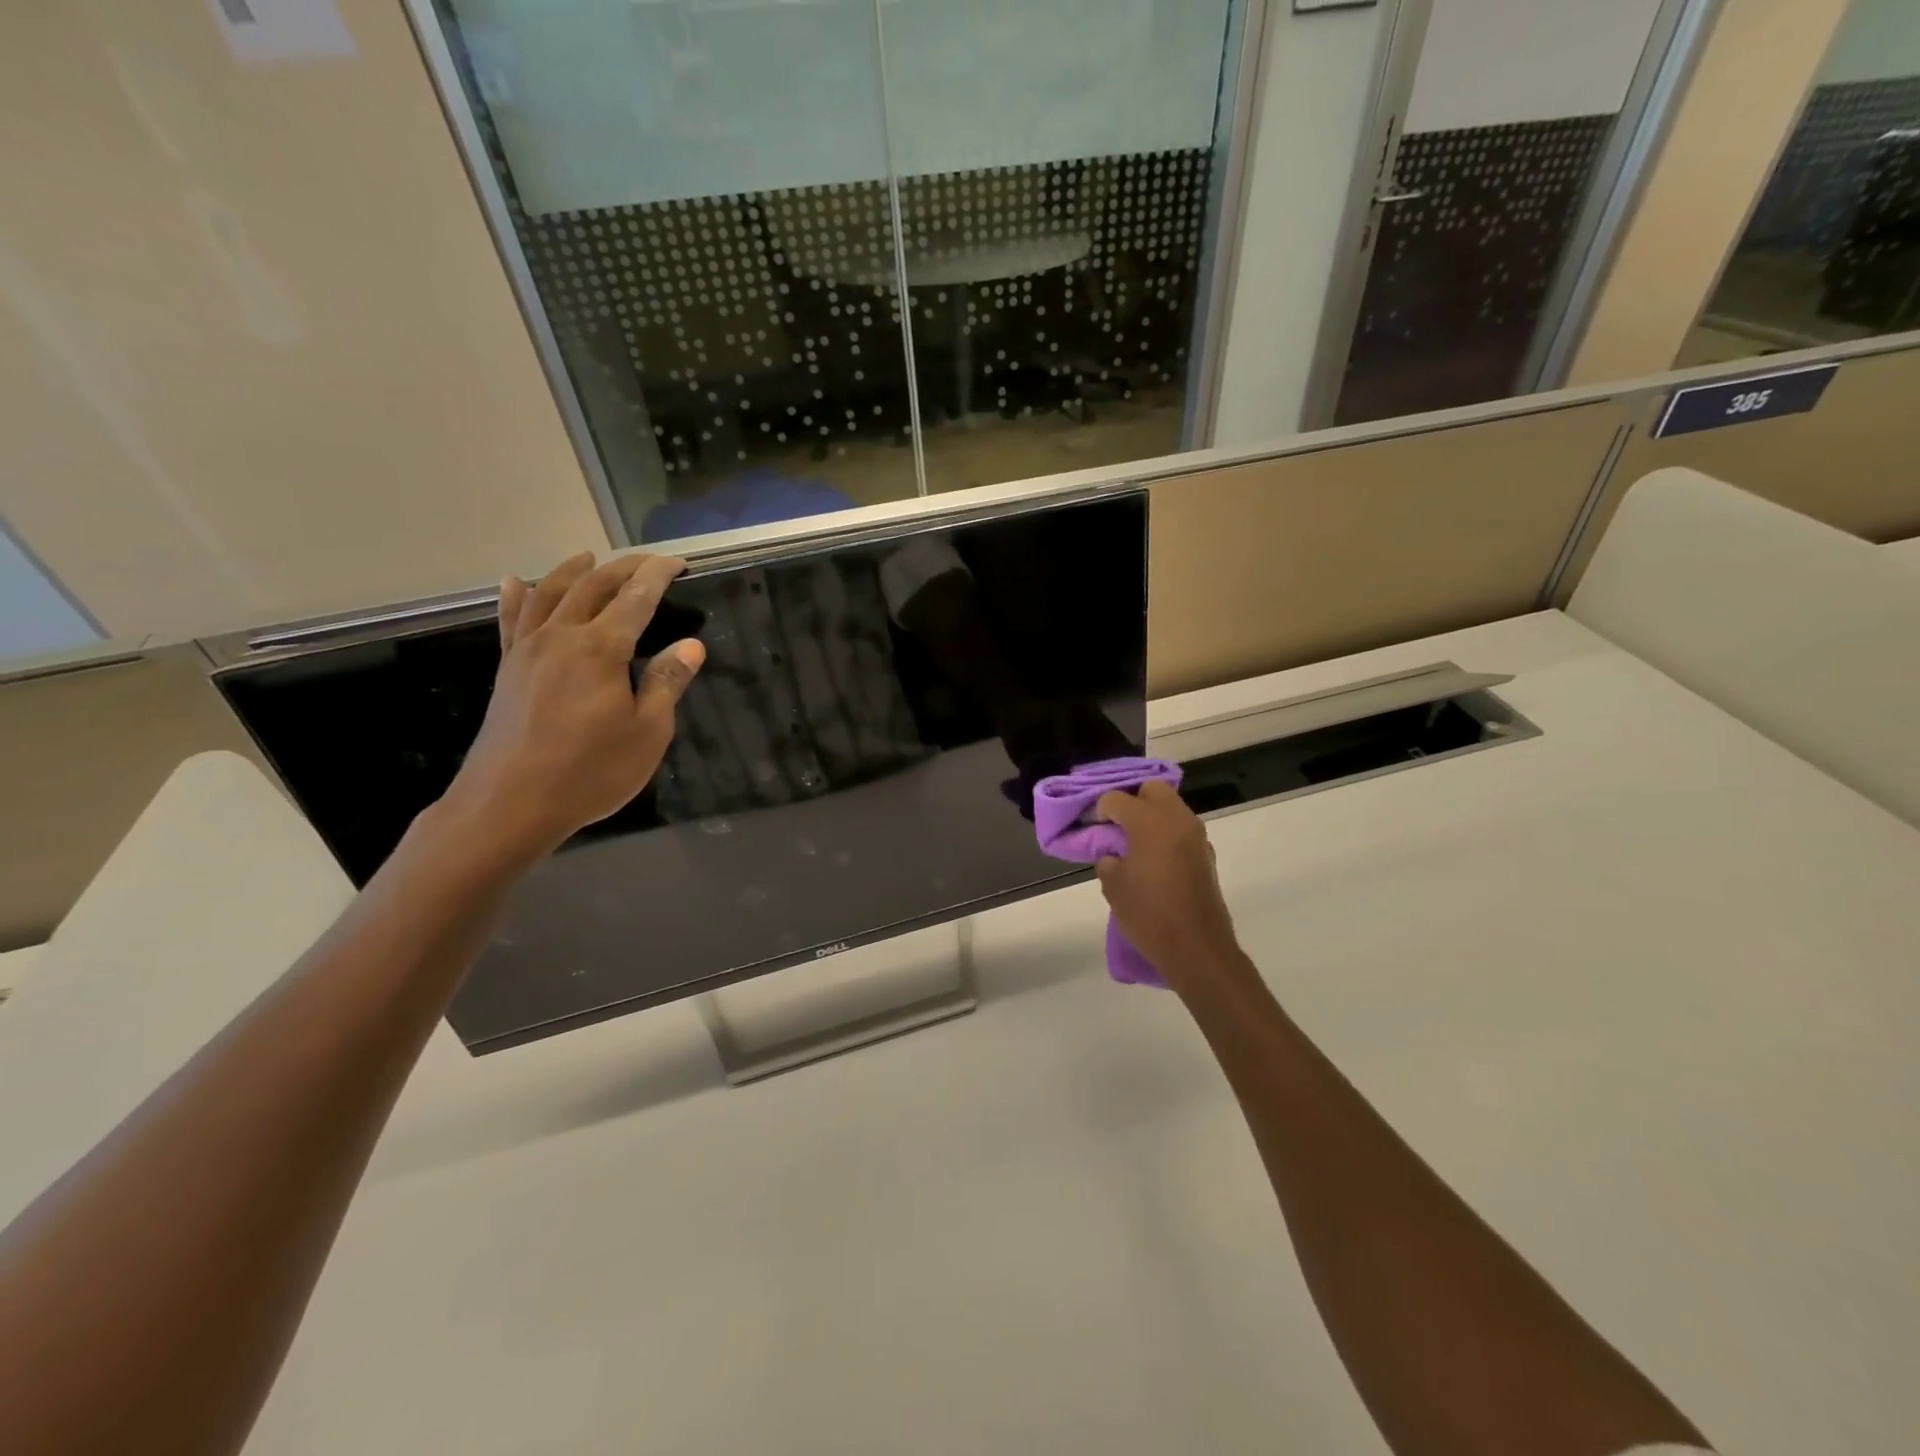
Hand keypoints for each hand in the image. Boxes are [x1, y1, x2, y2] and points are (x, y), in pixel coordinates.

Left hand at [437, 551, 704, 863]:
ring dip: (572, 571)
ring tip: (588, 557)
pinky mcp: (508, 670)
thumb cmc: (590, 771)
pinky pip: (512, 621)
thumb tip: (692, 645)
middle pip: (593, 586)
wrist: (510, 804)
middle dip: (623, 568)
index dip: (659, 575)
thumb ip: (667, 681)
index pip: (636, 598)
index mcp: (601, 648)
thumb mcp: (647, 731)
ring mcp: (528, 651)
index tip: (679, 562)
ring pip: (549, 594)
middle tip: (648, 563)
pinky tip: (514, 581)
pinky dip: (515, 596)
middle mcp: (561, 636)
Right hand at [1094, 780, 1246, 991]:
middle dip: (1132, 800)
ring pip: (1171, 807)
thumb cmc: (1149, 915)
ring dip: (1151, 816)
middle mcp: (1177, 819)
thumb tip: (1114, 853)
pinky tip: (1152, 859)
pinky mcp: (1206, 854)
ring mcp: (1196, 836)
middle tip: (1116, 825)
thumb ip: (1108, 859)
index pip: (1116, 798)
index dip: (1100, 810)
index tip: (1092, 827)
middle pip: (1151, 789)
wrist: (1197, 949)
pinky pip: (1181, 830)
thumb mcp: (1113, 886)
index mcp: (1150, 821)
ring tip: (1133, 843)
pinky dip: (1166, 834)